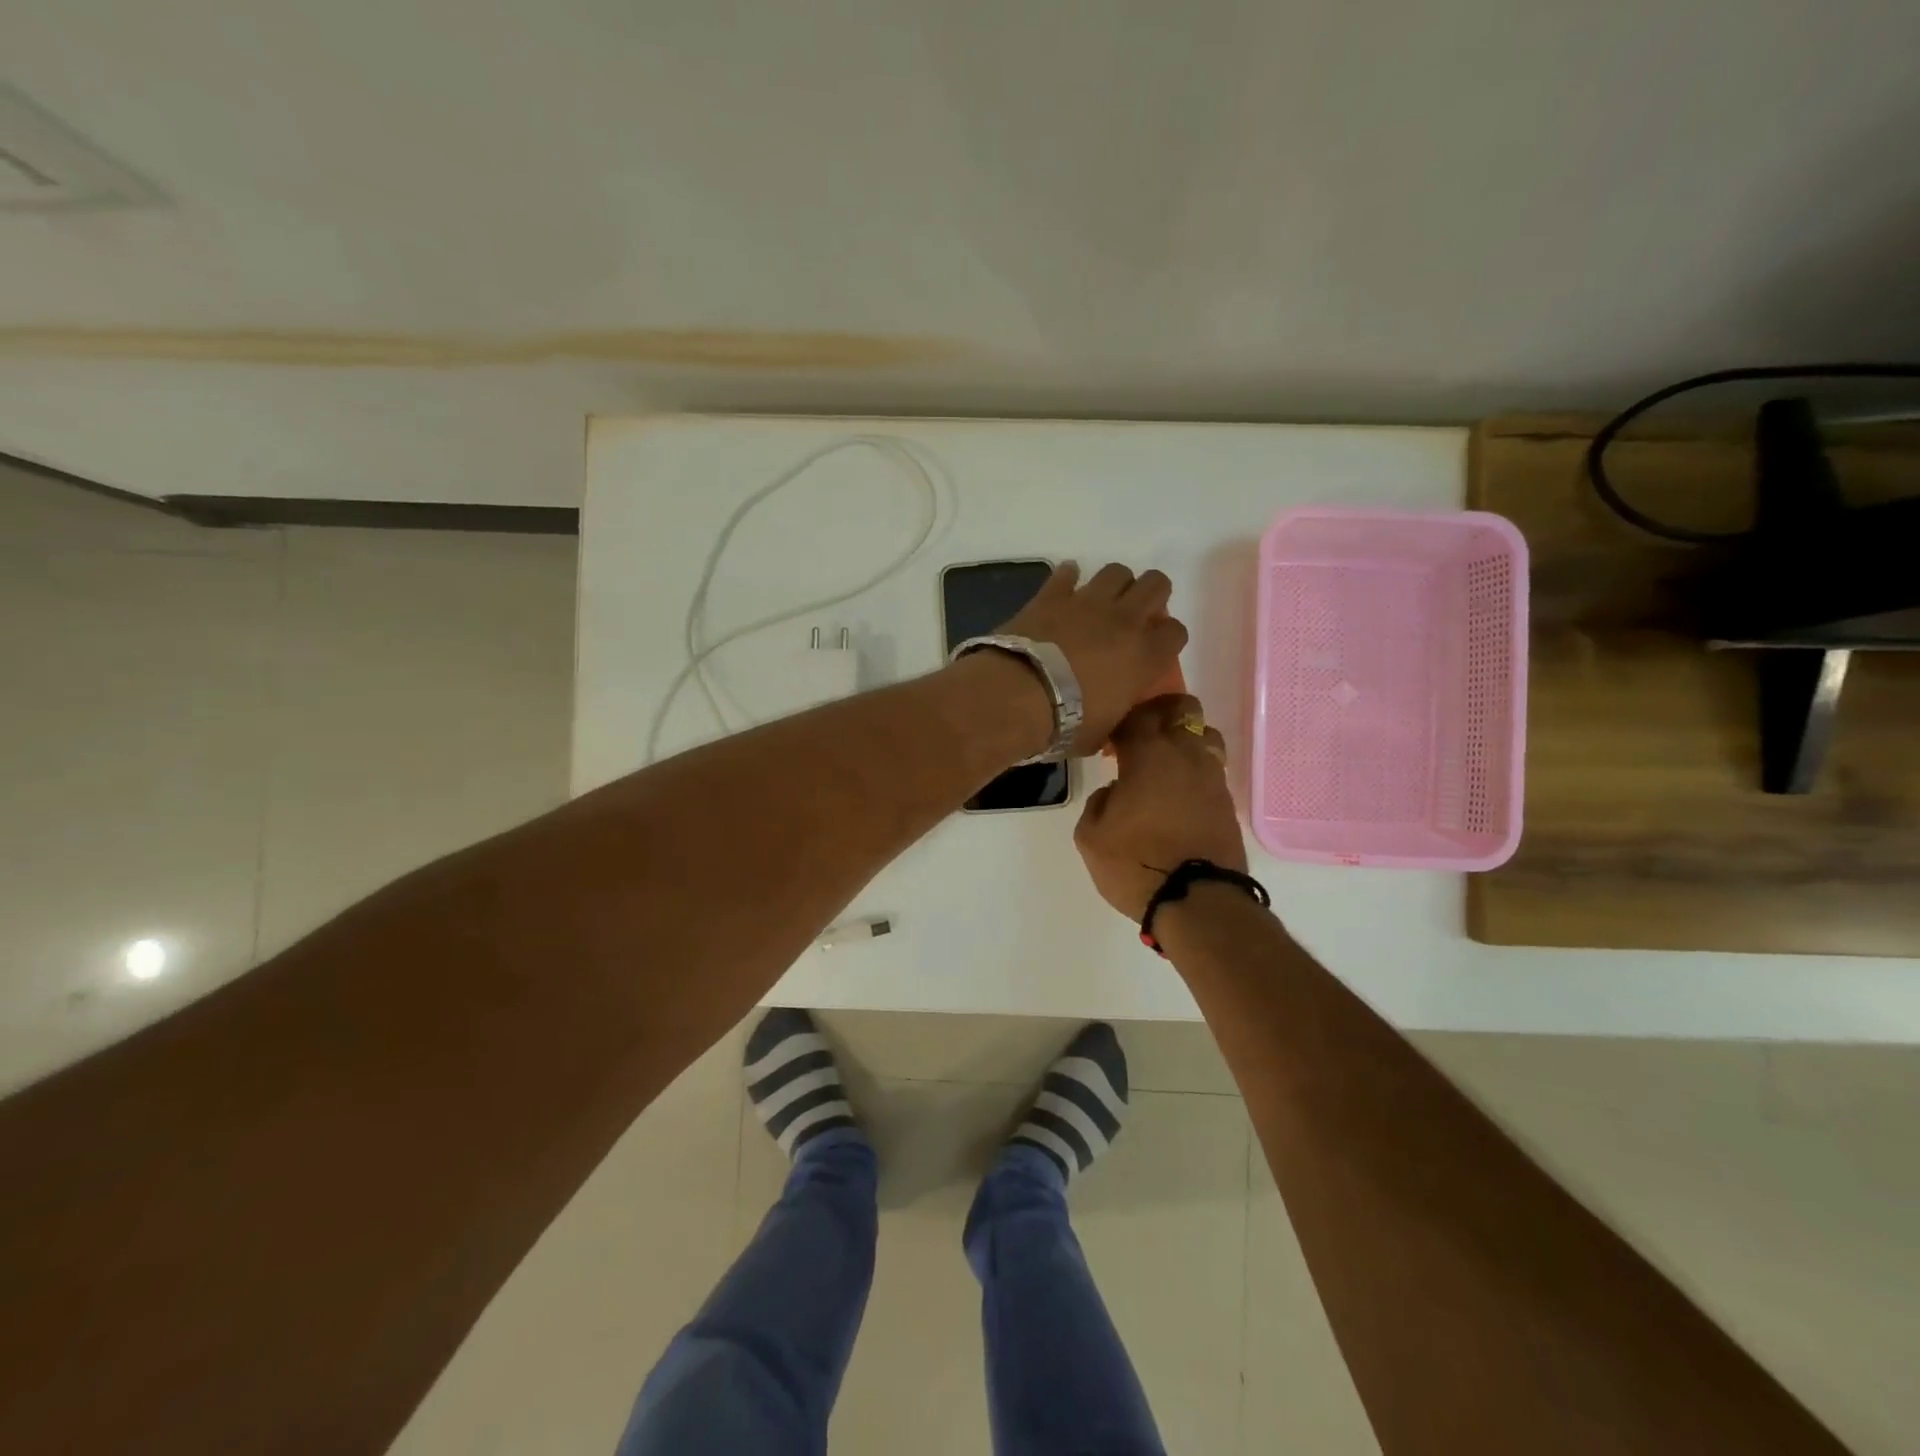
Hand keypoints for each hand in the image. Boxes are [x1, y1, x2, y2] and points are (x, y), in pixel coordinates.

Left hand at [998, 562, 1187, 754]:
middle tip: (1135, 616)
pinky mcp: (1053, 595)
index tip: (1154, 649)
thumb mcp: (1105, 731)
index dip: (1167, 638)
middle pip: (1156, 585)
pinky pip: (1067, 573)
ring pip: (1118, 571)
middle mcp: (1125, 621)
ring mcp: (1088, 602)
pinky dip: (1068, 578)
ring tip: (1102, 602)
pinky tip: (1064, 589)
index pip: (1176, 632)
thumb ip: (1119, 713)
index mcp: (1146, 656)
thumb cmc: (1067, 723)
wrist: (1020, 696)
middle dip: (1150, 597)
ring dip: (1115, 584)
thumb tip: (1117, 710)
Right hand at [1073, 694, 1245, 920]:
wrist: (1196, 901)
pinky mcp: (1228, 803)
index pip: (1137, 714)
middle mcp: (1186, 755)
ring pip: (1206, 736)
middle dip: (1163, 713)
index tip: (1111, 739)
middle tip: (1143, 735)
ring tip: (1166, 766)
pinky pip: (1211, 771)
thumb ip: (1098, 802)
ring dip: (1186, 742)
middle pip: (1183, 709)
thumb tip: (1114, 792)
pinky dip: (1196, 773)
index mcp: (1149, 754)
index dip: (1122, 719)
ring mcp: (1212, 778)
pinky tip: (1179, 796)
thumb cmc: (1135, 863)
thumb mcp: (1090, 836)